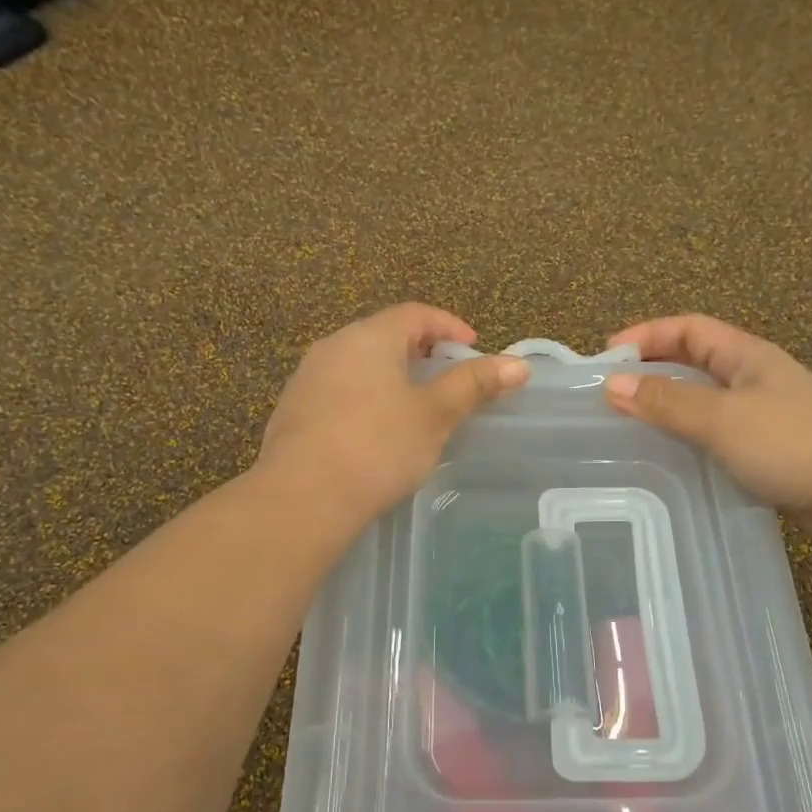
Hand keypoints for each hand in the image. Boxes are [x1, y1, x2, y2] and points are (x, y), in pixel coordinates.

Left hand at [259, 304, 528, 522]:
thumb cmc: (377, 447)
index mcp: (369, 337)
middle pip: (384, 335)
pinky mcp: (292, 412)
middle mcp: (333, 347)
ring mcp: (306, 379)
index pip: (415, 314)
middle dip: (420, 351)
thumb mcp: (434, 415)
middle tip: (447, 376)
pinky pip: (338, 391)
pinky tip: (375, 432)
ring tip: (415, 406)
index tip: (472, 349)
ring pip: (358, 364)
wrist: (302, 498)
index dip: (449, 326)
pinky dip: (365, 398)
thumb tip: (519, 364)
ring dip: (390, 376)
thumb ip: (474, 385)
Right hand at [603, 315, 811, 534]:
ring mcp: (763, 412)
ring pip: (705, 397)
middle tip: (613, 390)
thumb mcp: (721, 418)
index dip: (647, 335)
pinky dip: (688, 433)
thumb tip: (612, 384)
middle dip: (653, 367)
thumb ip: (666, 401)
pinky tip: (671, 453)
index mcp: (747, 355)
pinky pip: (716, 429)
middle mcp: (754, 376)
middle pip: (695, 359)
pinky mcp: (768, 446)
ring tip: (631, 421)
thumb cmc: (790, 443)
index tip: (607, 356)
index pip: (689, 329)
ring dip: (669, 402)